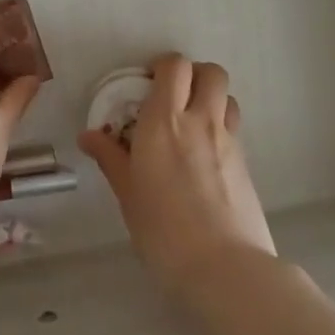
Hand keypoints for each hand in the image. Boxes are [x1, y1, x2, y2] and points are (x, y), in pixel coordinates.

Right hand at [80, 54, 275, 302]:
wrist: (224, 268)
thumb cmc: (163, 230)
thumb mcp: (128, 194)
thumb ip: (110, 158)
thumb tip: (88, 135)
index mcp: (165, 121)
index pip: (174, 66)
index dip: (162, 66)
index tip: (146, 84)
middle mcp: (200, 120)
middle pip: (210, 72)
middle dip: (193, 74)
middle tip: (172, 96)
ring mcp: (228, 140)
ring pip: (227, 97)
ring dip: (211, 98)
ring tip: (191, 122)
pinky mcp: (246, 163)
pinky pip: (233, 127)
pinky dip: (220, 127)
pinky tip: (204, 156)